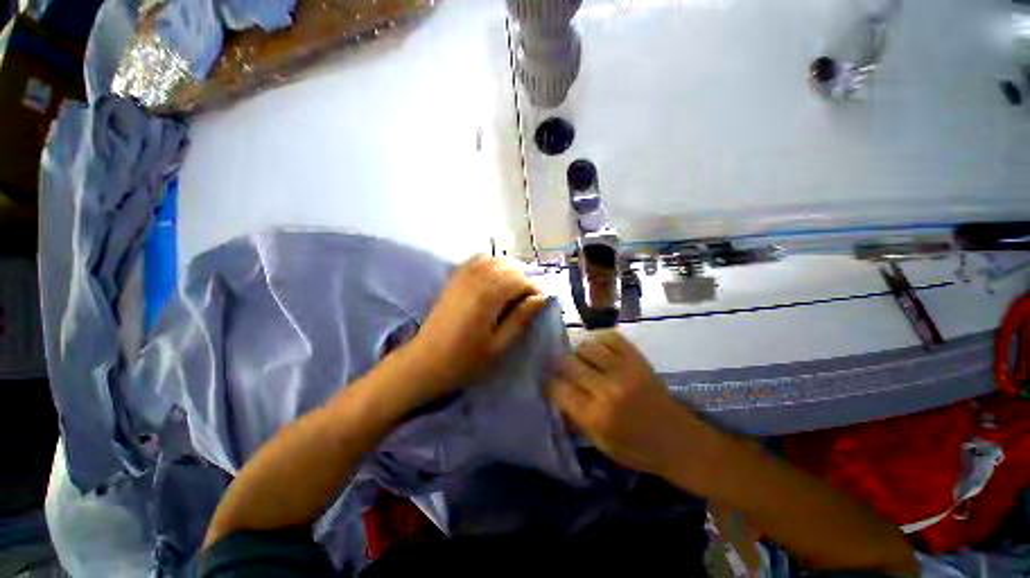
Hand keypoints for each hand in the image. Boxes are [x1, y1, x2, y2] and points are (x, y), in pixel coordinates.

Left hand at [408, 254, 546, 394]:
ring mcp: (462, 276)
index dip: (534, 288)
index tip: (540, 301)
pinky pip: (475, 260)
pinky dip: (490, 263)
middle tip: (528, 297)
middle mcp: (476, 279)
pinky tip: (493, 278)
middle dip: (523, 277)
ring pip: (493, 259)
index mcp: (488, 296)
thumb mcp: (499, 345)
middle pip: (508, 265)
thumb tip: (540, 298)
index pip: (520, 280)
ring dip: (508, 269)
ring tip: (513, 288)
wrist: (426, 362)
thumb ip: (521, 318)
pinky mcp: (453, 279)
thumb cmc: (465, 359)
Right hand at [547, 331, 704, 476]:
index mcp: (597, 416)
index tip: (545, 380)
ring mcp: (624, 369)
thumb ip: (574, 416)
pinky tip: (596, 348)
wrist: (679, 440)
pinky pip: (609, 336)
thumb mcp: (599, 443)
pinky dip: (597, 339)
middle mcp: (608, 389)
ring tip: (579, 358)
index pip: (558, 389)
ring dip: (577, 351)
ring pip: (586, 346)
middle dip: (557, 364)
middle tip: (557, 366)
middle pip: (568, 362)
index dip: (547, 382)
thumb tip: (554, 392)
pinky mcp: (637, 358)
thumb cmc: (637, 449)